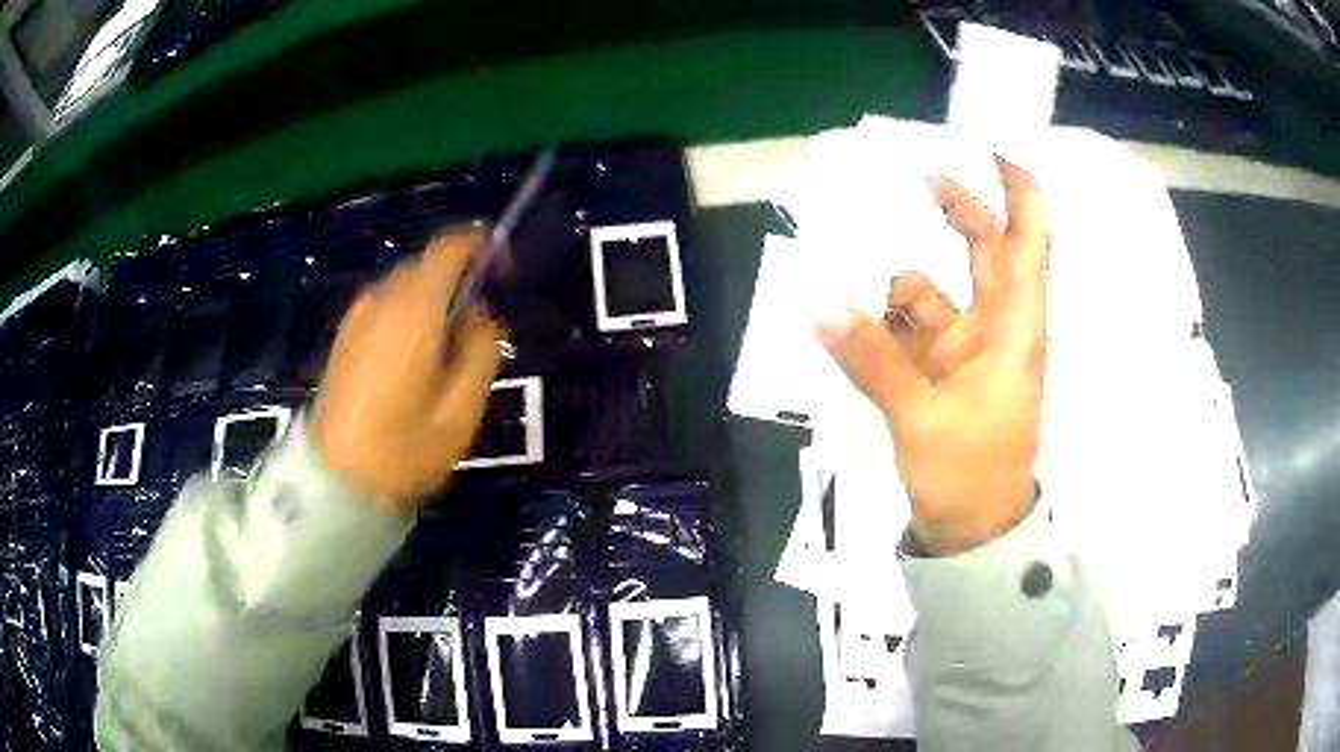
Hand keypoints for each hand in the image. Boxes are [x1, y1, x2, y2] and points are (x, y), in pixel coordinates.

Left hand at [310, 229, 502, 514]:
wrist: (335, 481)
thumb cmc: (403, 451)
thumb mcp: (462, 411)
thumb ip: (482, 351)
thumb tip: (481, 315)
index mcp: (414, 311)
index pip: (449, 247)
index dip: (481, 246)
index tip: (502, 270)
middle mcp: (381, 301)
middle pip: (426, 265)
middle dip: (456, 282)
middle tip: (475, 329)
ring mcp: (357, 318)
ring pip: (403, 287)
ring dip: (430, 302)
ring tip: (443, 352)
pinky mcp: (343, 338)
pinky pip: (384, 308)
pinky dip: (406, 316)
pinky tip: (409, 362)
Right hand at [815, 157, 1048, 554]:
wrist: (972, 534)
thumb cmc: (970, 473)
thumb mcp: (920, 415)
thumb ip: (870, 357)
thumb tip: (814, 302)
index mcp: (1013, 327)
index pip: (1029, 242)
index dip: (1019, 190)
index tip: (992, 147)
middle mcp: (995, 327)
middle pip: (984, 250)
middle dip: (956, 211)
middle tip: (913, 179)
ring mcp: (967, 350)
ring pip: (934, 292)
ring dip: (895, 286)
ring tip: (844, 277)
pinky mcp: (941, 373)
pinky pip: (908, 330)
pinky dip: (880, 324)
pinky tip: (845, 325)